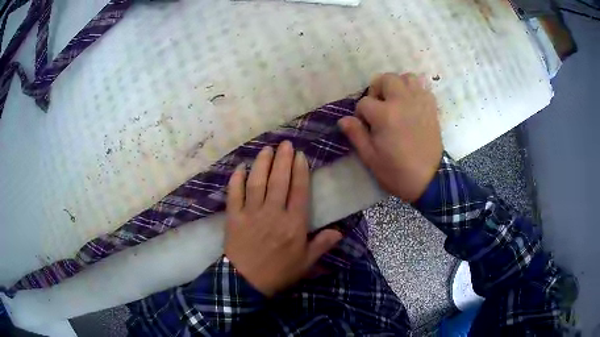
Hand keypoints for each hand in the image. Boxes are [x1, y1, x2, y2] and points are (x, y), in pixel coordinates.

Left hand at [224, 141, 342, 296]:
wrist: (246, 283)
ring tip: (267, 148)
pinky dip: (236, 179)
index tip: (300, 155)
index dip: (300, 171)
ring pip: (257, 182)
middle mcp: (273, 213)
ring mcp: (251, 213)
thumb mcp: (305, 263)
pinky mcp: (234, 217)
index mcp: (293, 224)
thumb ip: (322, 245)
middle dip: (283, 159)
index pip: (299, 191)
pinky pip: (234, 194)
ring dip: (262, 163)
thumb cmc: (279, 273)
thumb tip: (339, 232)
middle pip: (279, 181)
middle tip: (285, 143)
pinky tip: (241, 167)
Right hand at [338, 73, 442, 201]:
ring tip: (396, 101)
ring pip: (407, 77)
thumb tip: (343, 119)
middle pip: (386, 79)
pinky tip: (411, 104)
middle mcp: (402, 102)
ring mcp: (419, 102)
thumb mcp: (371, 158)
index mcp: (385, 115)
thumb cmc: (397, 171)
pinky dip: (415, 91)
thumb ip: (356, 135)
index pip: (364, 102)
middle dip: (377, 90)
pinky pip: (423, 87)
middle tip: (379, 106)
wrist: (429, 180)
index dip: (361, 114)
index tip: (366, 126)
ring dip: (398, 85)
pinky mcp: (431, 107)